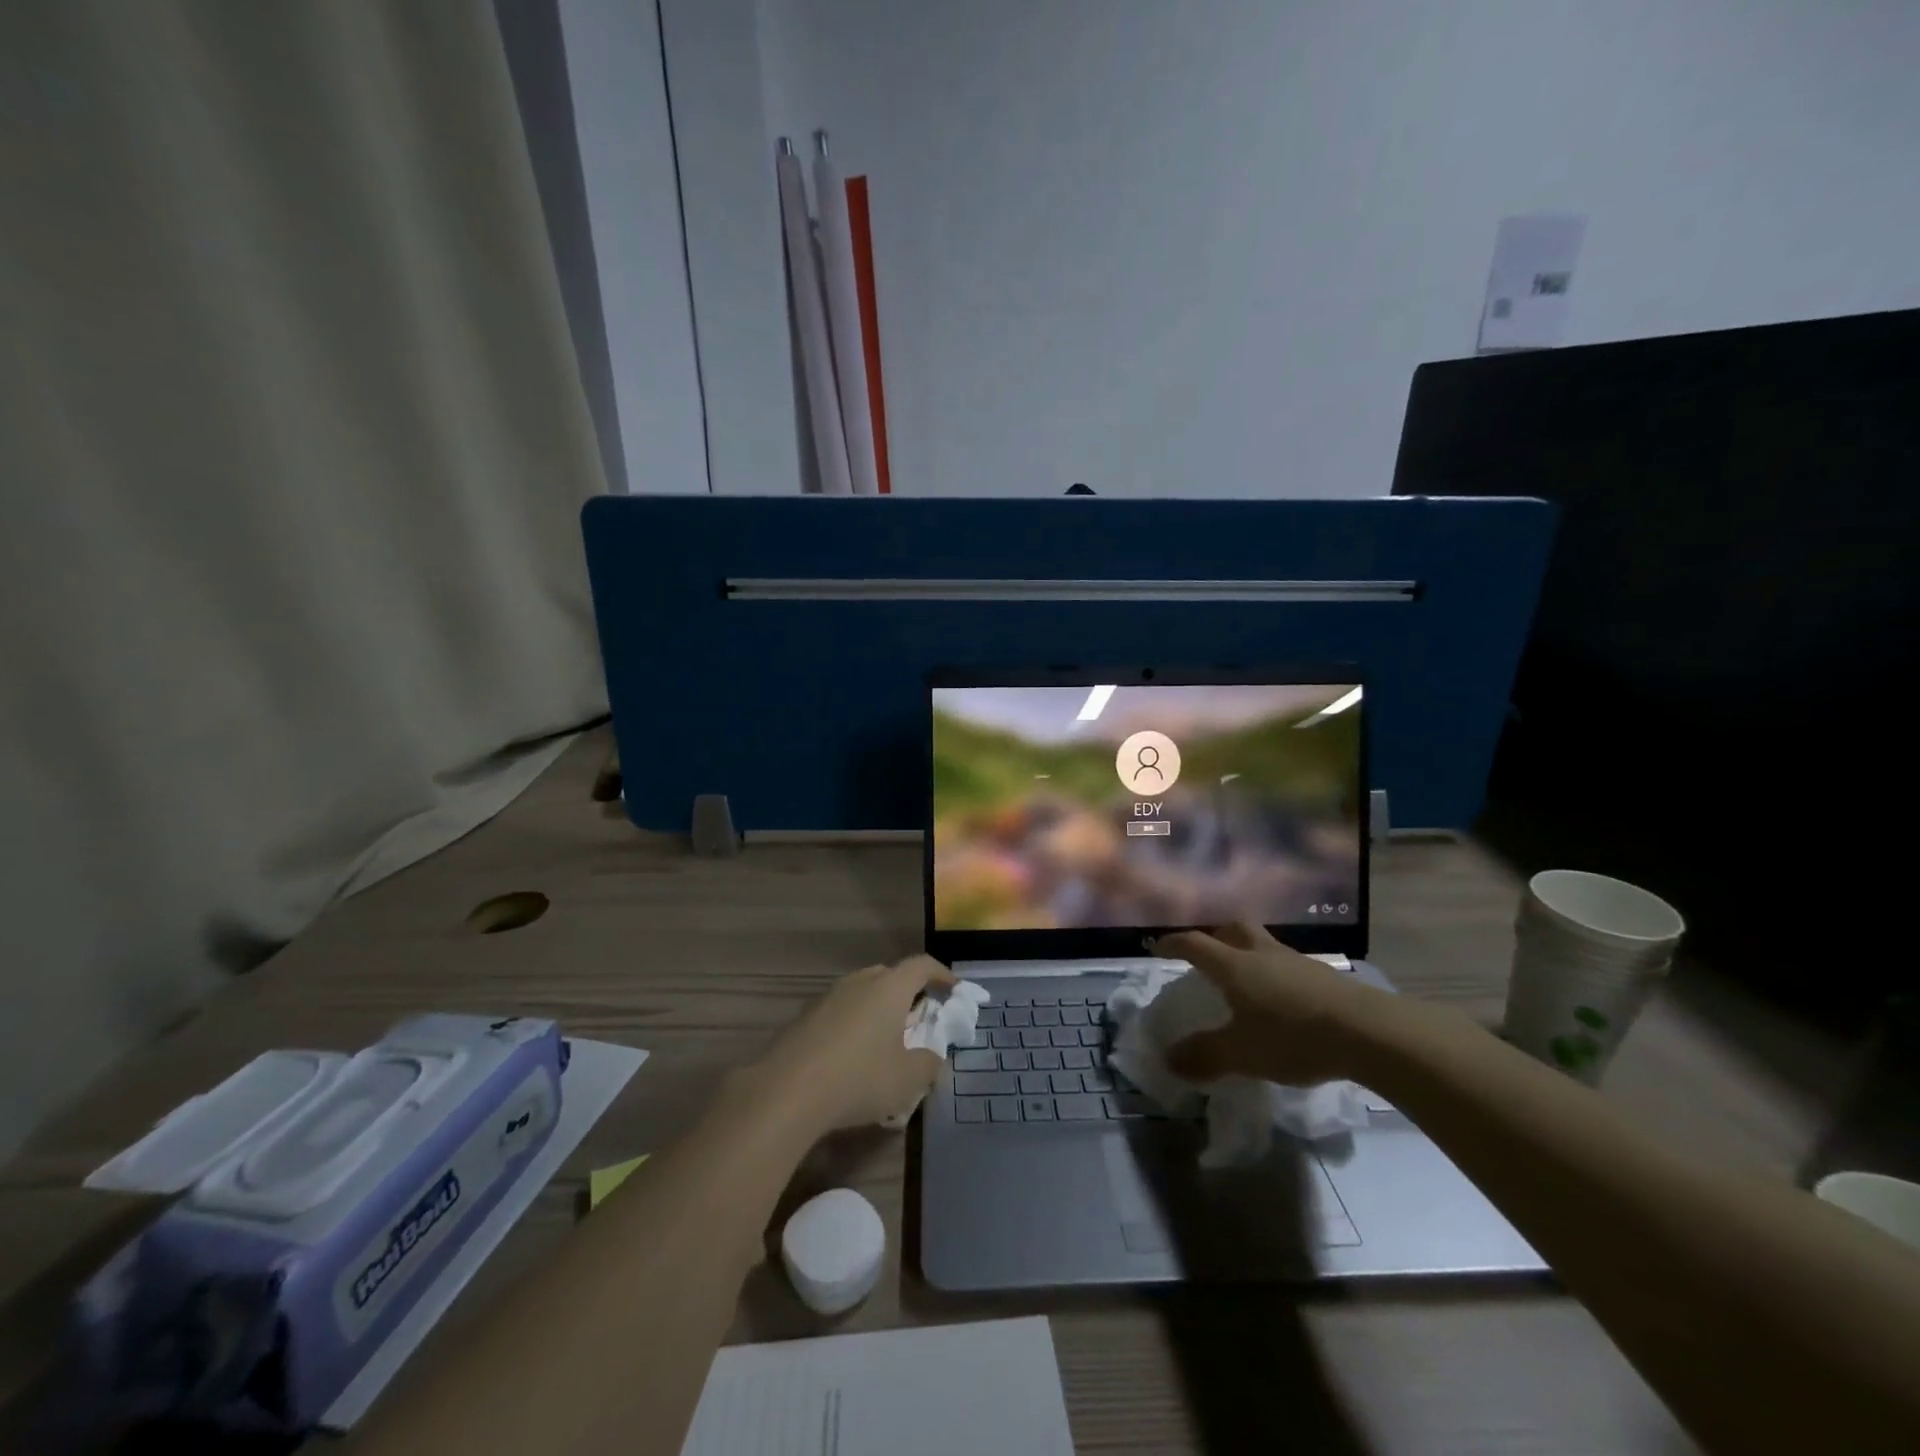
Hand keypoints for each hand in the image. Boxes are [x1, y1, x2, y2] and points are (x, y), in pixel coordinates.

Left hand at [752, 956, 954, 1133]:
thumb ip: (929, 1064)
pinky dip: (854, 1024)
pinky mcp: (805, 1017)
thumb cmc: (859, 1078)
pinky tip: (852, 1056)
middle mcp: (859, 981)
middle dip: (909, 992)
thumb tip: (932, 1056)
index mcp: (889, 987)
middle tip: (919, 1018)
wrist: (786, 1091)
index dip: (941, 974)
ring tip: (886, 1040)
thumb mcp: (908, 1079)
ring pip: (863, 993)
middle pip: (891, 975)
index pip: (922, 965)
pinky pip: (841, 1011)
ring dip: (879, 1009)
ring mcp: (828, 997)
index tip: (954, 989)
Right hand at [1154, 923, 1388, 1086]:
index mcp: (1234, 965)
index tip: (1158, 948)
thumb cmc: (1294, 1037)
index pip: (1194, 944)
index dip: (1173, 944)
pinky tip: (1282, 1000)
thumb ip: (1205, 1055)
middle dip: (1215, 936)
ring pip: (1263, 944)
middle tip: (1207, 954)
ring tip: (1245, 978)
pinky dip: (1275, 973)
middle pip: (1233, 929)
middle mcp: (1261, 953)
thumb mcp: (1242, 1053)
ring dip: (1248, 952)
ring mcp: (1296, 961)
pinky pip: (1288, 964)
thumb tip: (1168, 1059)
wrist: (1369, 1033)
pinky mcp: (1324, 976)